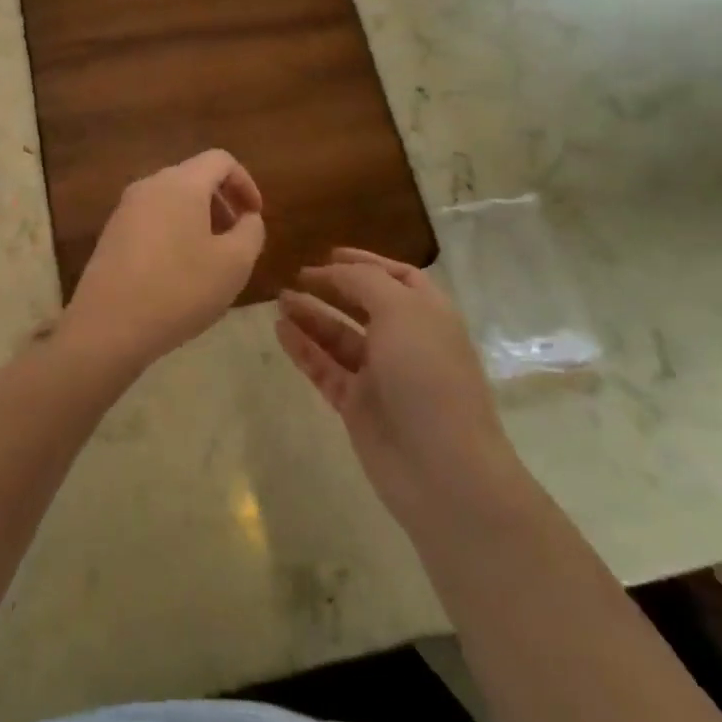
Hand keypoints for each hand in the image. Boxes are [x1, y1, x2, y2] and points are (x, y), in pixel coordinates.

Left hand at [62, 150, 266, 371]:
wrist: (108, 326)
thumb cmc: (179, 289)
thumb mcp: (234, 264)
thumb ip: (251, 231)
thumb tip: (247, 218)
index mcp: (181, 183)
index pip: (220, 160)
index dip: (245, 183)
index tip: (255, 217)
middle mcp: (149, 185)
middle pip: (194, 177)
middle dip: (222, 203)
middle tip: (236, 240)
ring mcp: (125, 209)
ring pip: (172, 199)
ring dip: (198, 220)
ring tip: (210, 260)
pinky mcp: (111, 234)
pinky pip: (152, 219)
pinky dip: (174, 232)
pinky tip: (178, 273)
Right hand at [276, 249, 522, 536]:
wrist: (442, 468)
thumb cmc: (427, 375)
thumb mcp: (400, 311)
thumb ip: (364, 282)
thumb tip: (336, 269)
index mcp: (427, 314)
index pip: (396, 277)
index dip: (365, 262)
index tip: (328, 253)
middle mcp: (406, 340)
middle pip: (364, 304)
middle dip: (332, 287)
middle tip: (296, 276)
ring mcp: (381, 375)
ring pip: (339, 336)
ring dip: (311, 315)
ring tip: (279, 299)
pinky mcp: (358, 405)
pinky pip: (325, 368)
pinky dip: (304, 348)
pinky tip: (280, 330)